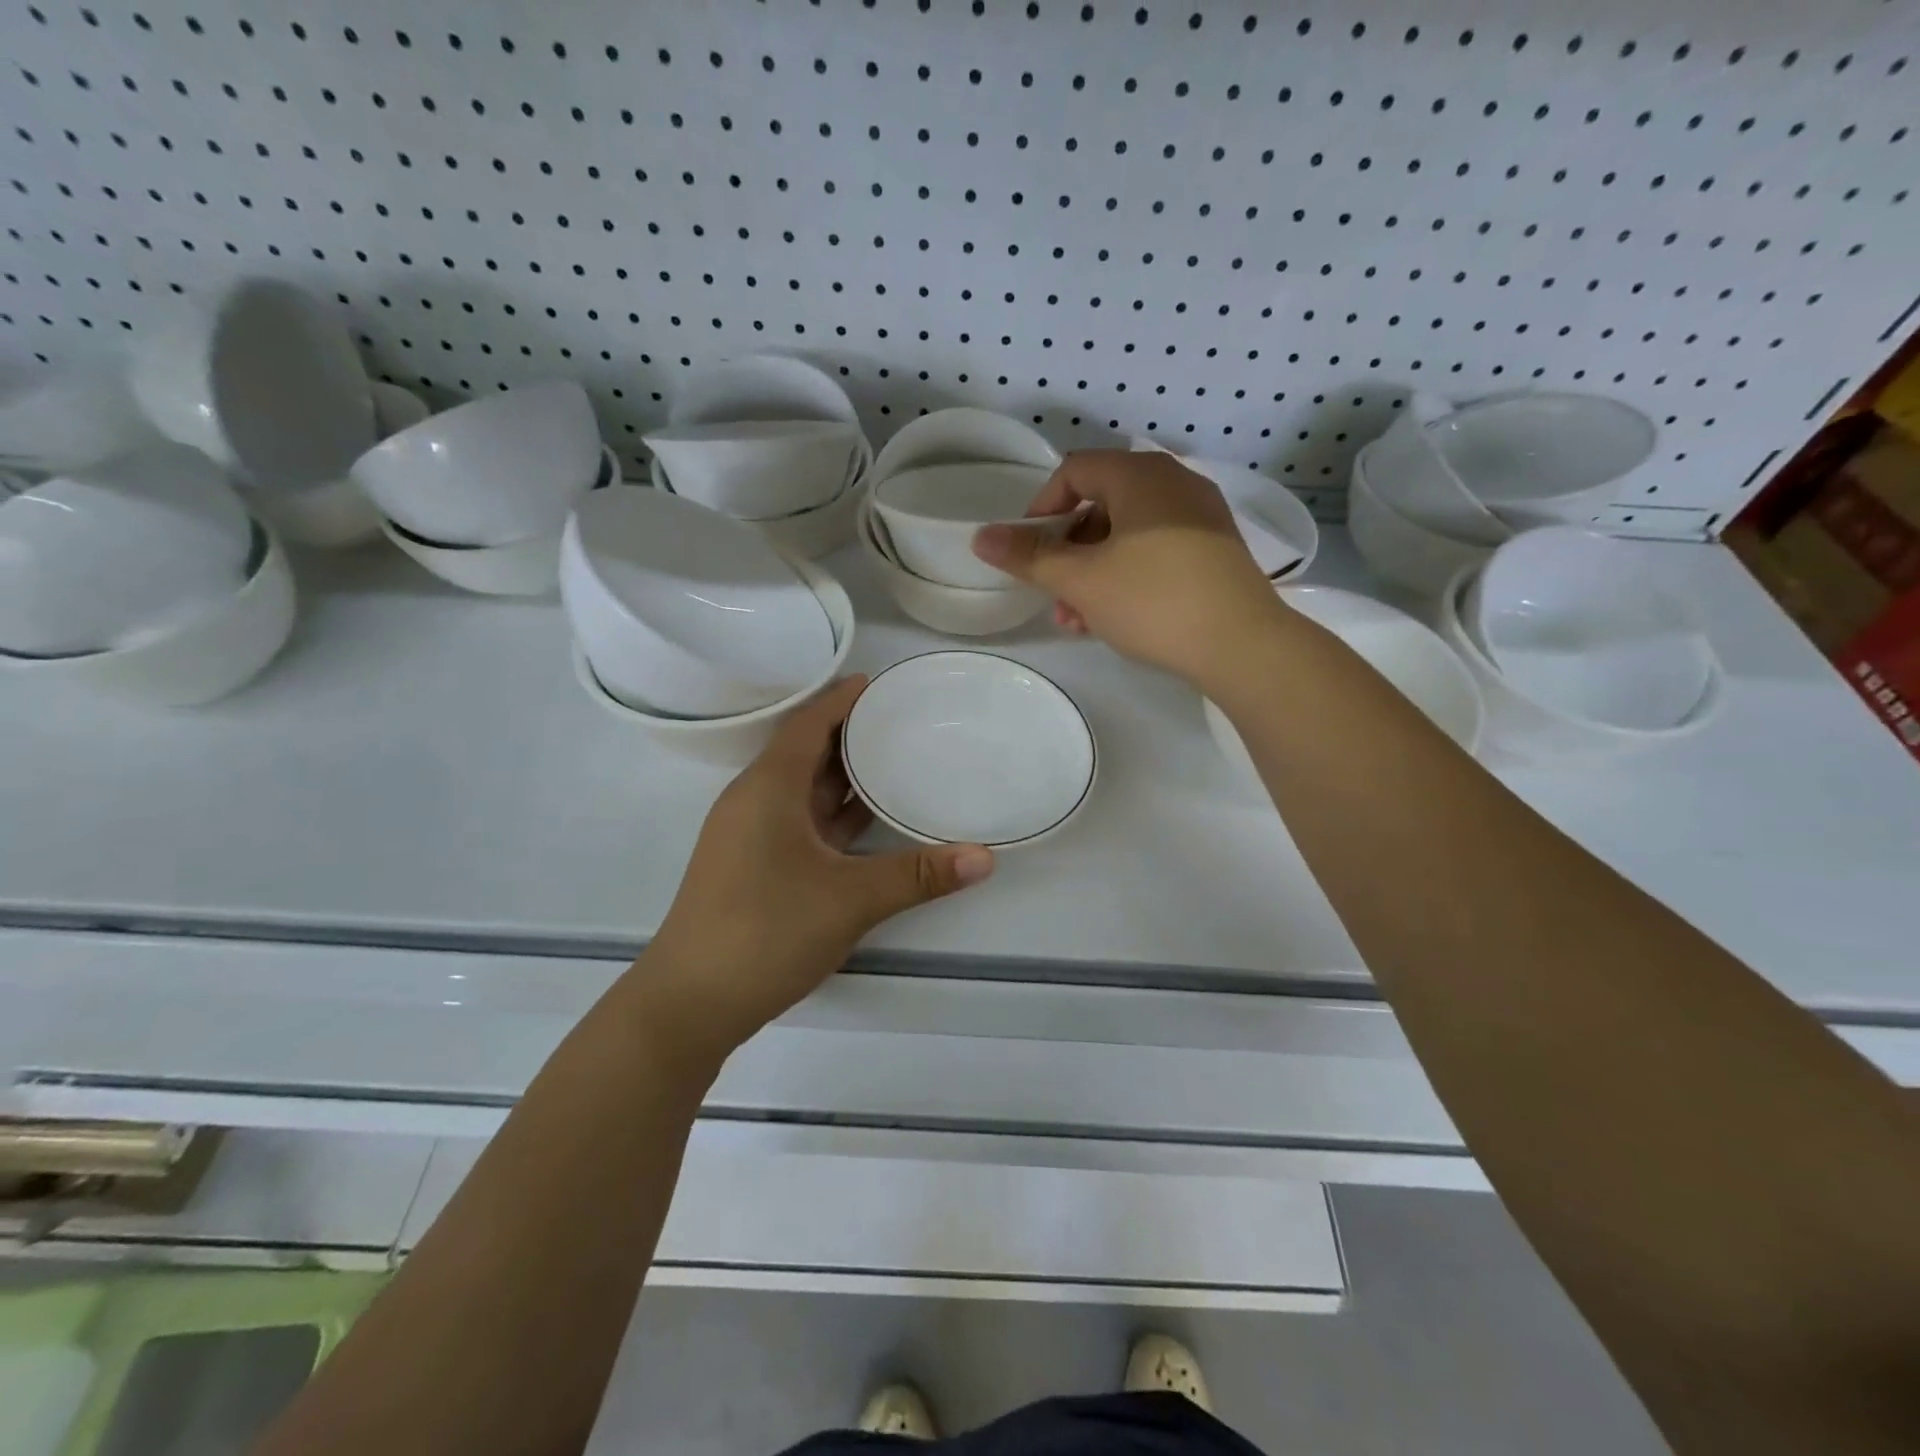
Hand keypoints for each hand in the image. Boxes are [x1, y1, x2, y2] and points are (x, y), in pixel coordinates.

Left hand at [644, 677, 993, 1053]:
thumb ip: (918, 875)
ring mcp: (749, 837)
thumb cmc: (764, 931)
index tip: (875, 683)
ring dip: (841, 776)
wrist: (688, 1005)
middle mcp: (754, 802)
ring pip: (801, 791)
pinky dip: (832, 814)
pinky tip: (866, 822)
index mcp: (768, 788)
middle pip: (804, 752)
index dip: (840, 700)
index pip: (807, 725)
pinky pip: (799, 822)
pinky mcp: (752, 868)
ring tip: (892, 761)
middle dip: (848, 734)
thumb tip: (985, 858)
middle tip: (898, 720)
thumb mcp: (850, 899)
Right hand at [971, 450, 1286, 687]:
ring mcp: (1199, 516)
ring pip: (1126, 535)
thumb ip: (1029, 557)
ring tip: (1077, 621)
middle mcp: (1173, 483)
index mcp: (1140, 475)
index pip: (1073, 471)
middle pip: (1099, 506)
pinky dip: (1126, 576)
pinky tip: (1113, 619)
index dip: (1040, 509)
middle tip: (1052, 596)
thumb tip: (981, 537)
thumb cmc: (1153, 600)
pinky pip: (1155, 551)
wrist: (1243, 645)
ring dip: (1092, 573)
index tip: (1028, 552)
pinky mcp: (1214, 550)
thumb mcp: (1081, 580)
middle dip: (1066, 554)